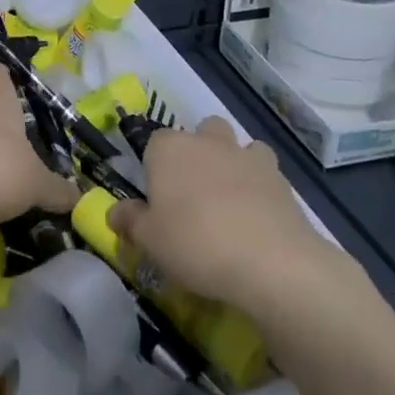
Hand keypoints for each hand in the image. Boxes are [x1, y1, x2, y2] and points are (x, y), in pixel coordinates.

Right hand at [107, 117, 365, 312]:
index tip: (157, 199)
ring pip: (237, 146)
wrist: (270, 262)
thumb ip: (130, 221)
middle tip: (193, 194)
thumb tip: (114, 212)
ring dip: (233, 163)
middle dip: (198, 152)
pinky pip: (265, 172)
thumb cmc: (195, 243)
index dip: (155, 168)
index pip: (154, 143)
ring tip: (230, 201)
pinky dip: (260, 187)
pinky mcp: (280, 178)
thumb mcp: (150, 240)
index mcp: (169, 149)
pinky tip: (257, 217)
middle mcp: (207, 141)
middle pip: (200, 132)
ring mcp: (246, 156)